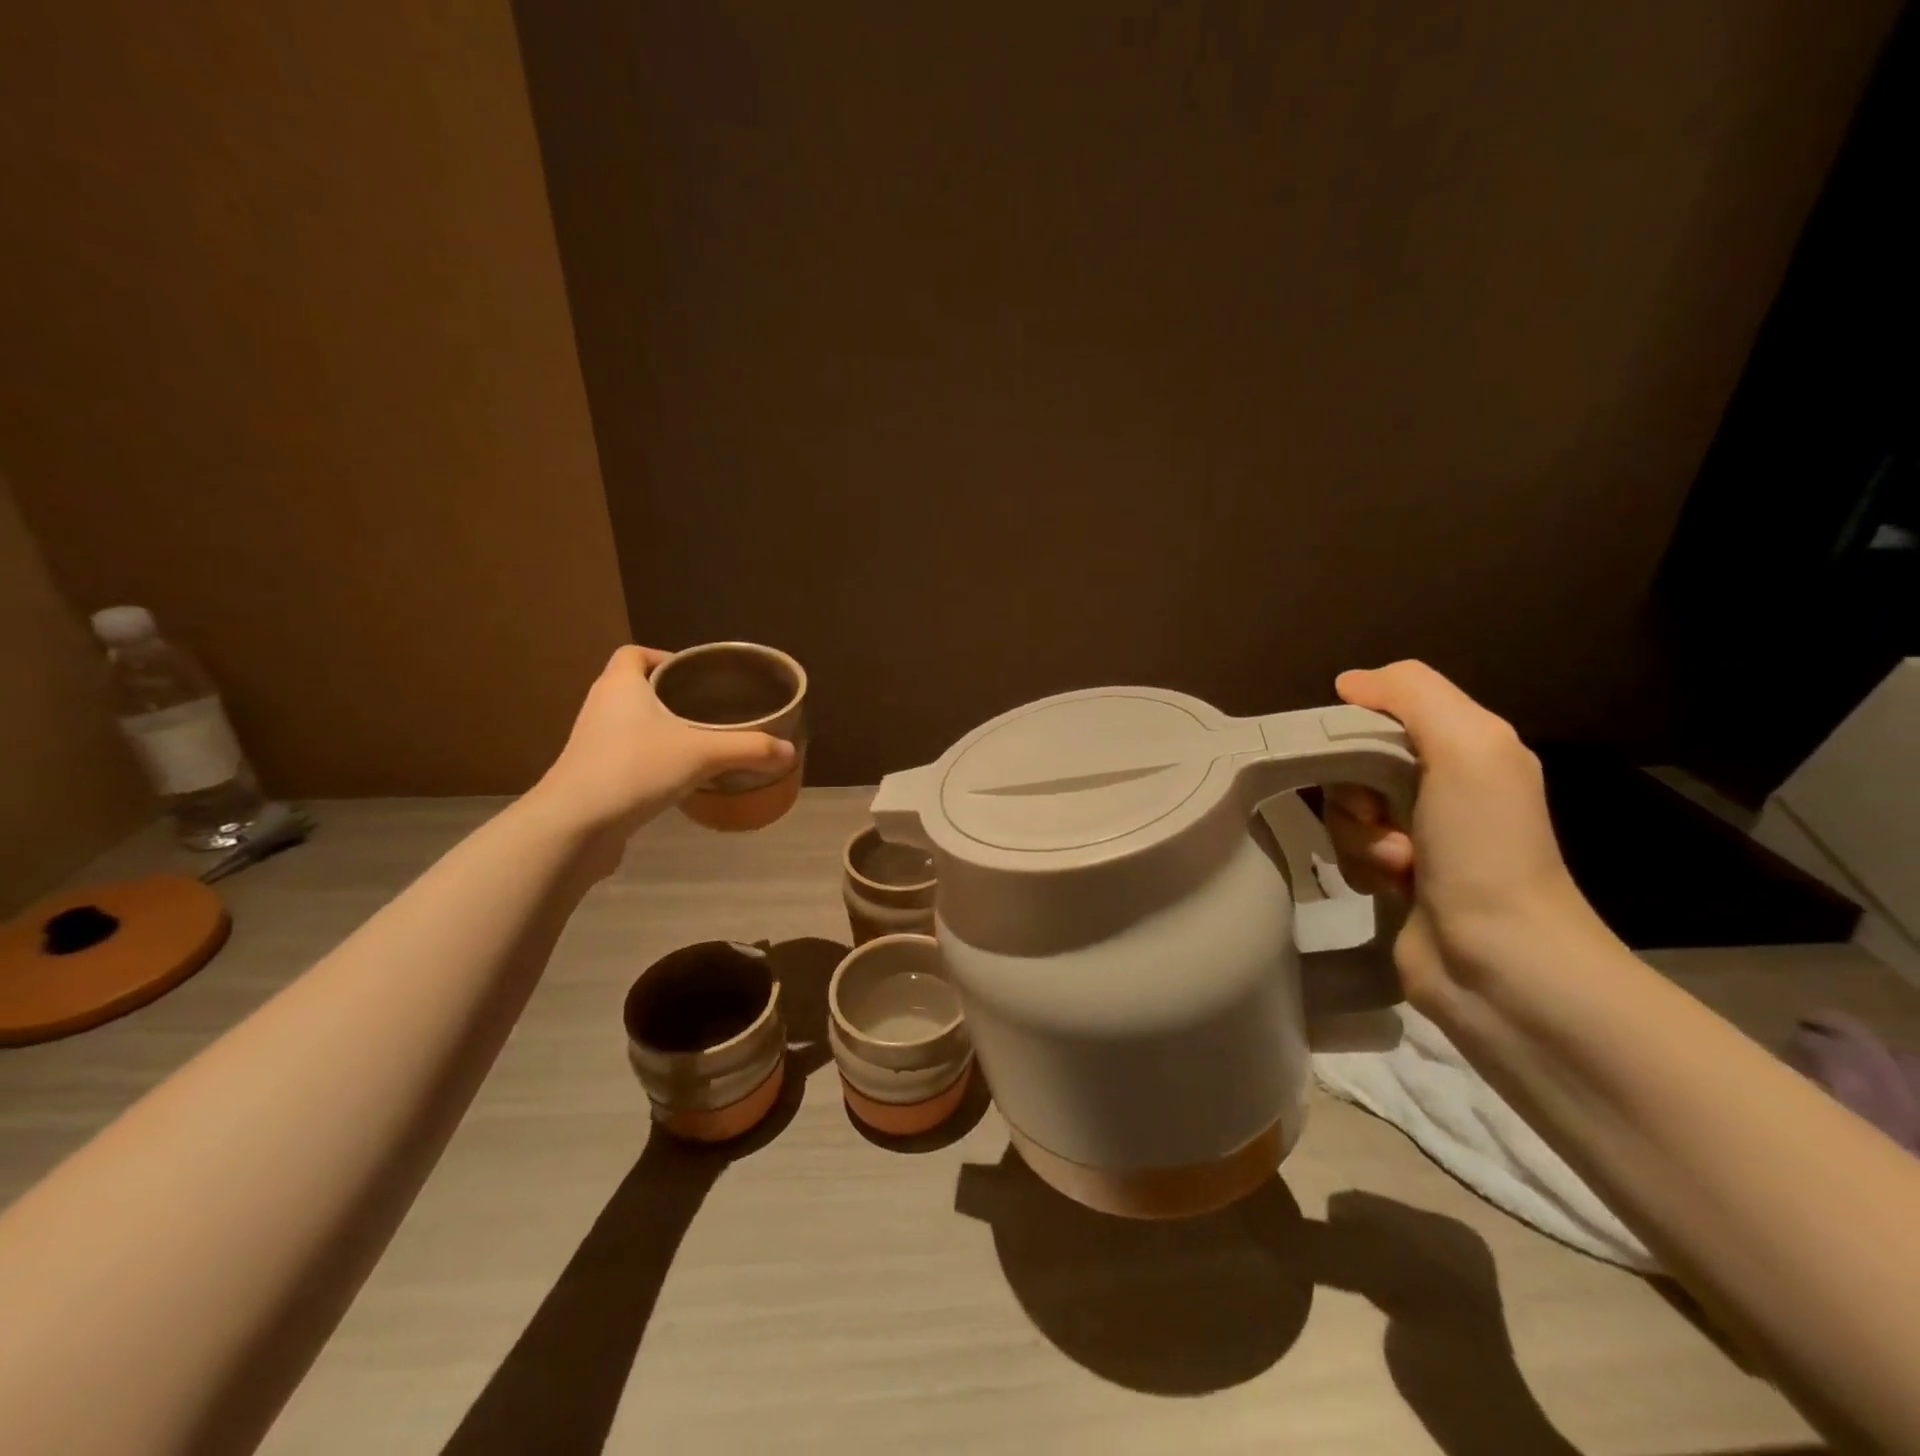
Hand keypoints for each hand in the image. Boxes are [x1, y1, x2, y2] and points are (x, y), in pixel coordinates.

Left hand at [526, 645, 794, 850]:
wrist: (575, 825)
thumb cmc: (634, 769)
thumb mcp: (702, 754)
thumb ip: (748, 749)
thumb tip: (789, 751)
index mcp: (620, 684)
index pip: (635, 653)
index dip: (664, 657)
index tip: (696, 676)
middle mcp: (601, 705)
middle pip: (636, 686)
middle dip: (670, 695)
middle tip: (709, 708)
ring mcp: (593, 741)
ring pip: (631, 722)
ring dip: (660, 727)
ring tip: (699, 740)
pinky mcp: (593, 773)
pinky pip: (626, 752)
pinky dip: (650, 756)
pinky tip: (677, 775)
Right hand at [1323, 660, 1604, 1003]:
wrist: (1501, 962)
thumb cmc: (1486, 848)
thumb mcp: (1468, 747)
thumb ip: (1412, 695)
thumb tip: (1348, 681)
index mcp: (1467, 747)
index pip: (1383, 712)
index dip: (1356, 730)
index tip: (1352, 758)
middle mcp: (1443, 785)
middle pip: (1353, 762)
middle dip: (1354, 792)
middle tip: (1383, 818)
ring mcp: (1418, 834)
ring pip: (1344, 809)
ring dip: (1359, 836)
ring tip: (1398, 865)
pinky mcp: (1395, 876)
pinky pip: (1347, 850)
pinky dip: (1360, 865)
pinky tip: (1391, 886)